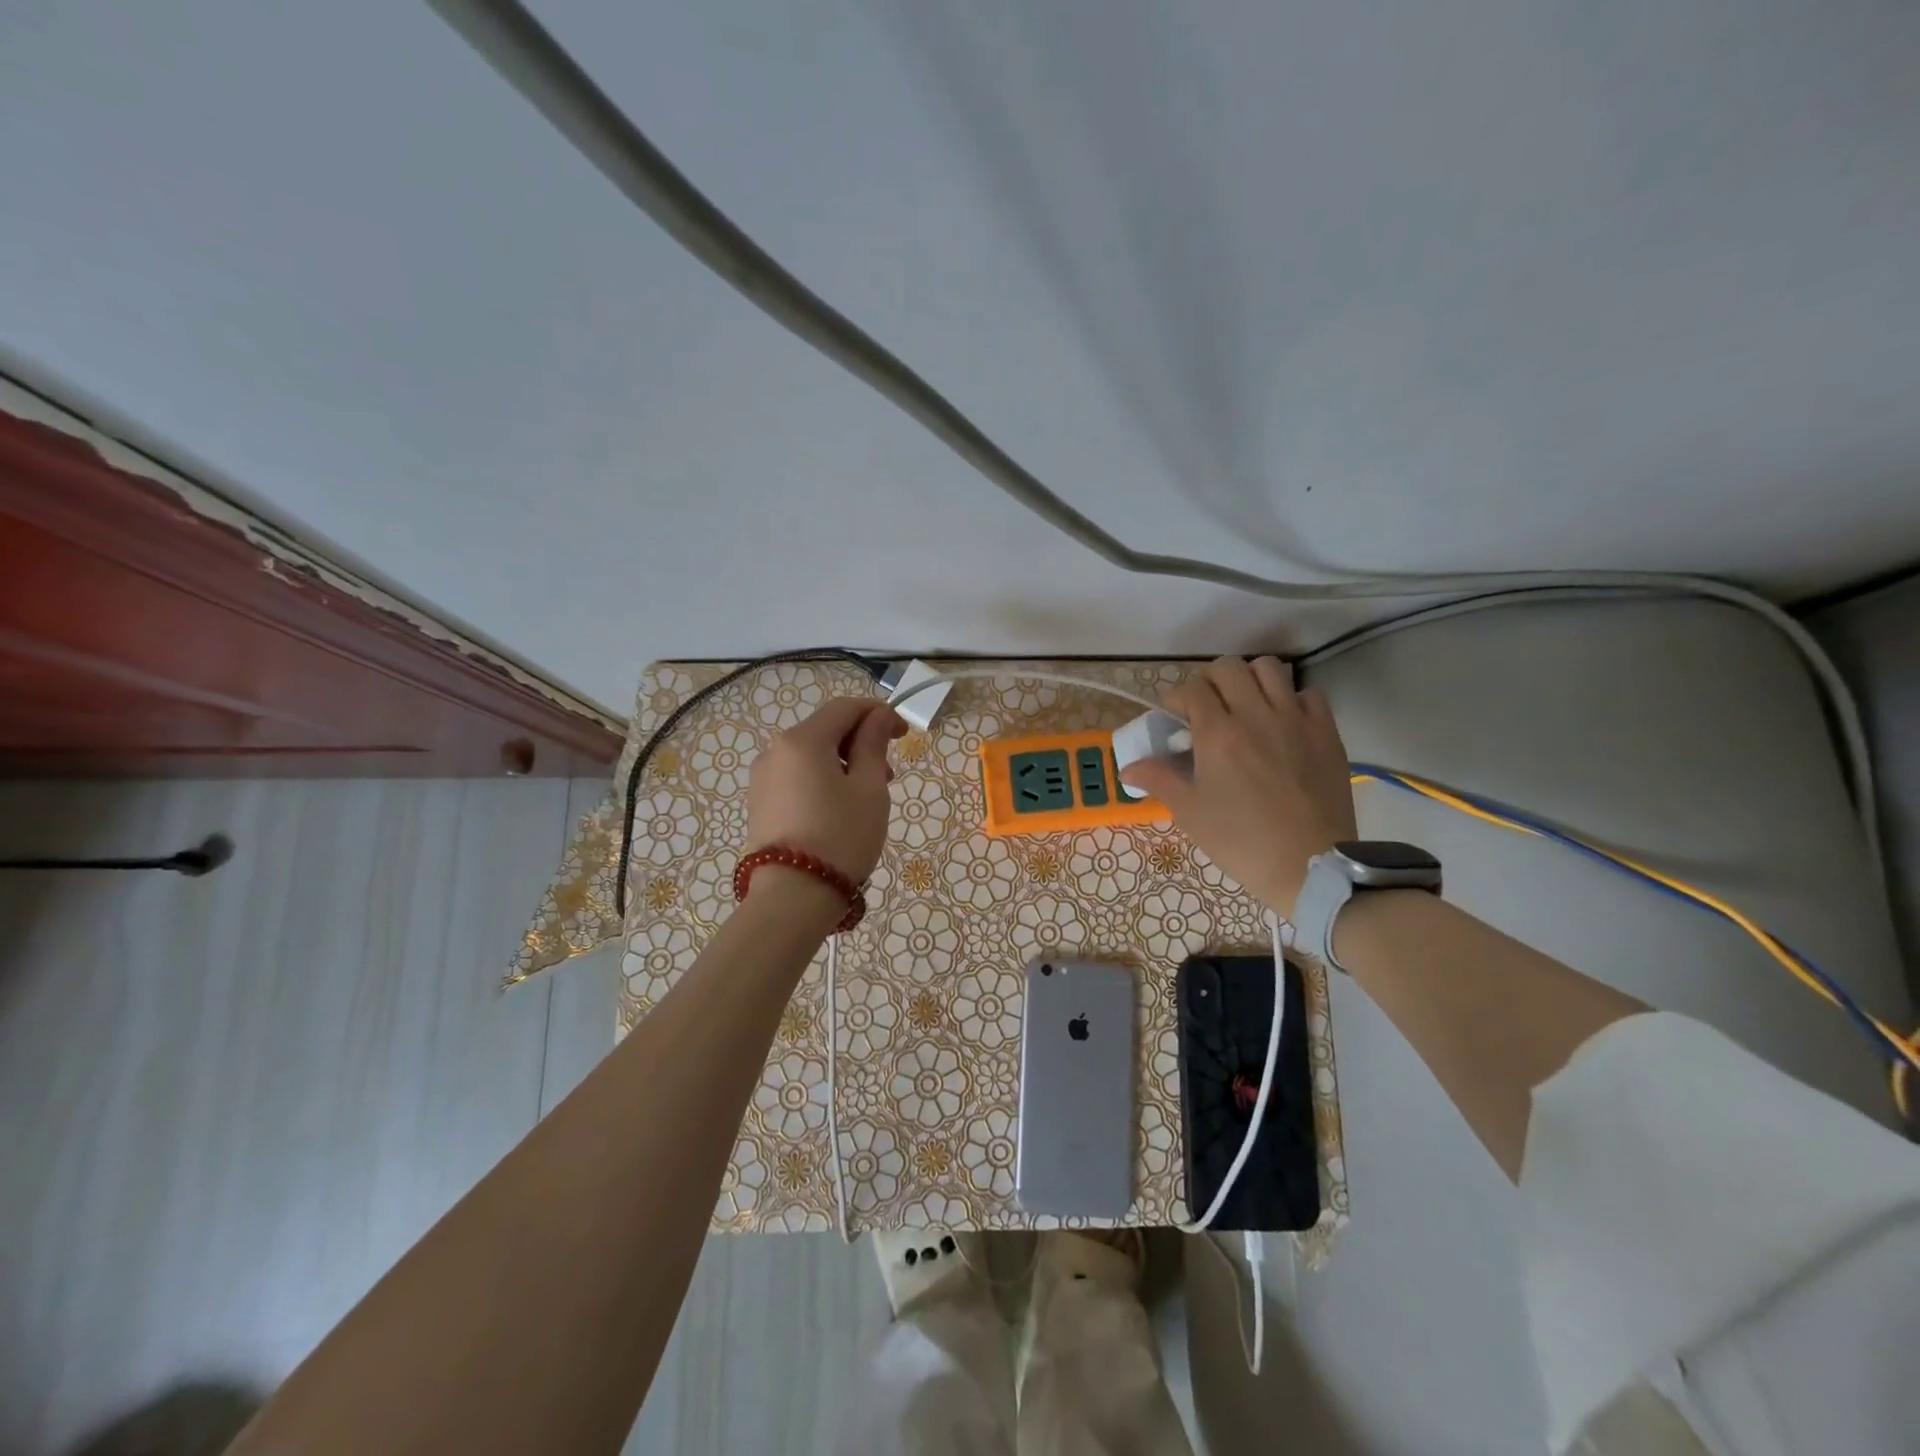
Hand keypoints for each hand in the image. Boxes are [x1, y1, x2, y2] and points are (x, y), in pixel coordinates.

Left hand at [744, 697, 905, 883]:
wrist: (791, 899)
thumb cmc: (840, 838)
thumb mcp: (869, 789)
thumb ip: (872, 746)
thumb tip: (877, 717)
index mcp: (802, 740)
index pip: (844, 708)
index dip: (878, 713)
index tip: (903, 735)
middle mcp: (775, 751)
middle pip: (825, 730)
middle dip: (861, 742)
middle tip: (889, 775)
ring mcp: (762, 779)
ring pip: (811, 756)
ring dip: (844, 764)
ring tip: (868, 797)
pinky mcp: (760, 805)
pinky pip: (797, 778)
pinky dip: (823, 781)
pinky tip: (840, 811)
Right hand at [1122, 657, 1354, 917]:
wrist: (1310, 866)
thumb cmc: (1241, 841)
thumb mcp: (1190, 813)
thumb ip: (1159, 780)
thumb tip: (1129, 768)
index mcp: (1218, 734)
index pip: (1191, 689)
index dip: (1176, 697)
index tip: (1172, 715)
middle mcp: (1255, 715)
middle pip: (1228, 668)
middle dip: (1209, 680)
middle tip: (1206, 706)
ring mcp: (1295, 720)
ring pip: (1269, 668)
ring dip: (1250, 679)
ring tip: (1244, 703)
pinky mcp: (1326, 732)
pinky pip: (1308, 694)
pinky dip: (1291, 699)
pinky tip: (1283, 721)